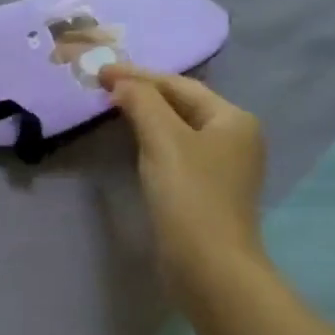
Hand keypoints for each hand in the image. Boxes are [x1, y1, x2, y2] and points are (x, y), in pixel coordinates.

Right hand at [103, 67, 265, 280]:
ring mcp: (223, 166)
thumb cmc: (189, 195)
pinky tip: (133, 143)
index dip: (138, 75)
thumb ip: (142, 103)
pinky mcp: (207, 190)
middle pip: (182, 104)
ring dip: (146, 116)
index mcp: (233, 119)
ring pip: (178, 128)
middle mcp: (235, 137)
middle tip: (103, 86)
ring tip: (112, 108)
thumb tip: (121, 82)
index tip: (100, 71)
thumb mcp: (163, 140)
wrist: (208, 264)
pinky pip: (176, 151)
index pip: (179, 85)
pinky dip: (152, 140)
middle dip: (143, 93)